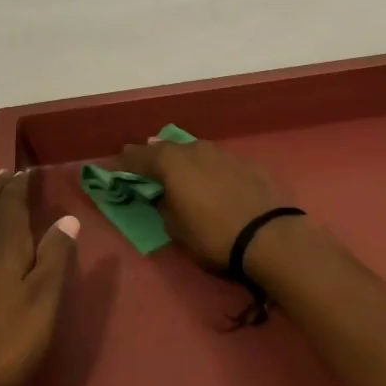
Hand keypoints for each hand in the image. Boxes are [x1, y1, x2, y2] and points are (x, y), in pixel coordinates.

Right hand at [114, 137, 289, 273]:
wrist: (269, 236)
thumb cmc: (213, 235)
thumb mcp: (176, 229)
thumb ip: (164, 206)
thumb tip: (164, 196)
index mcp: (172, 163)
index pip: (140, 156)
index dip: (126, 161)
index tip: (115, 165)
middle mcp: (195, 149)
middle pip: (168, 148)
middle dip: (154, 155)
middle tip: (144, 162)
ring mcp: (224, 153)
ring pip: (195, 151)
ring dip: (184, 159)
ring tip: (178, 168)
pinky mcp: (247, 162)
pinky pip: (218, 161)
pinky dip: (209, 167)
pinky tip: (212, 179)